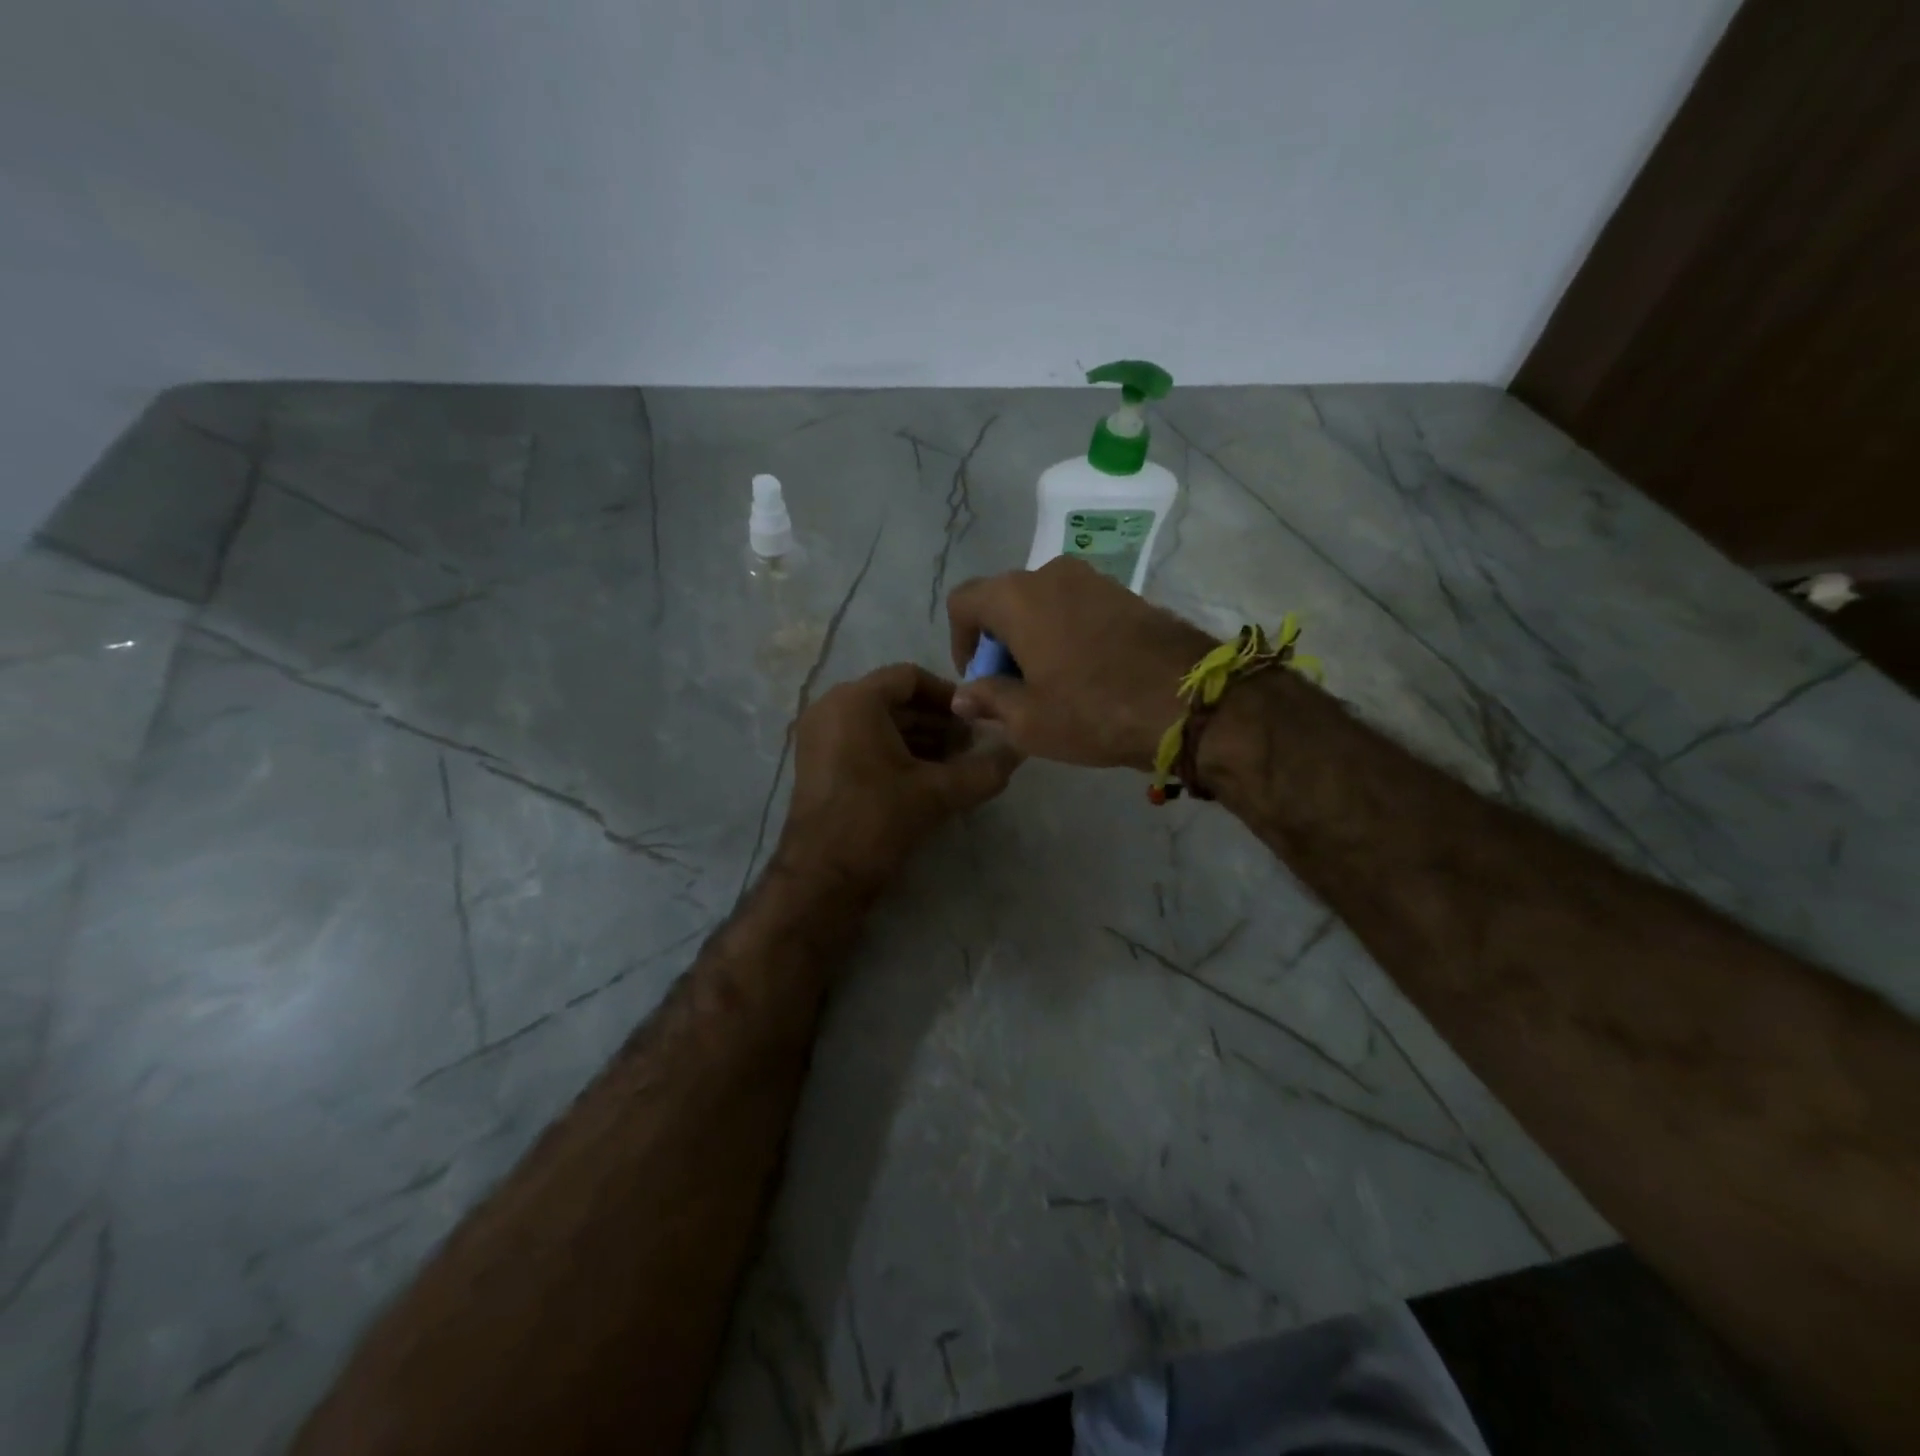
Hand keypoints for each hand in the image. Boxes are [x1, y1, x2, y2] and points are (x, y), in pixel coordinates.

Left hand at [777, 663, 1020, 895]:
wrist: (822, 876)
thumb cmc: (877, 820)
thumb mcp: (938, 793)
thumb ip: (984, 769)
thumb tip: (1020, 750)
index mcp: (855, 701)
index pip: (911, 677)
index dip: (949, 697)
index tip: (976, 722)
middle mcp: (831, 708)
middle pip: (895, 700)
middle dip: (937, 722)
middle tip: (972, 747)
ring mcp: (819, 736)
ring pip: (880, 723)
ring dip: (920, 739)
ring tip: (956, 766)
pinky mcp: (818, 763)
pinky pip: (863, 741)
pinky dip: (895, 752)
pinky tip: (926, 779)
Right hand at [946, 558, 1214, 769]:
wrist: (1189, 700)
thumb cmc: (1093, 710)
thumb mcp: (1028, 720)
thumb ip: (988, 700)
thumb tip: (964, 695)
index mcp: (1017, 597)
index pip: (964, 602)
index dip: (960, 642)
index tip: (979, 679)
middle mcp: (1051, 574)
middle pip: (1004, 601)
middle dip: (998, 642)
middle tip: (1012, 687)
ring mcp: (1093, 579)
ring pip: (1042, 604)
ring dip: (1033, 638)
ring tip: (1050, 684)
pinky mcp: (1125, 593)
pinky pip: (1076, 607)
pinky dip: (1065, 633)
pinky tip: (1084, 673)